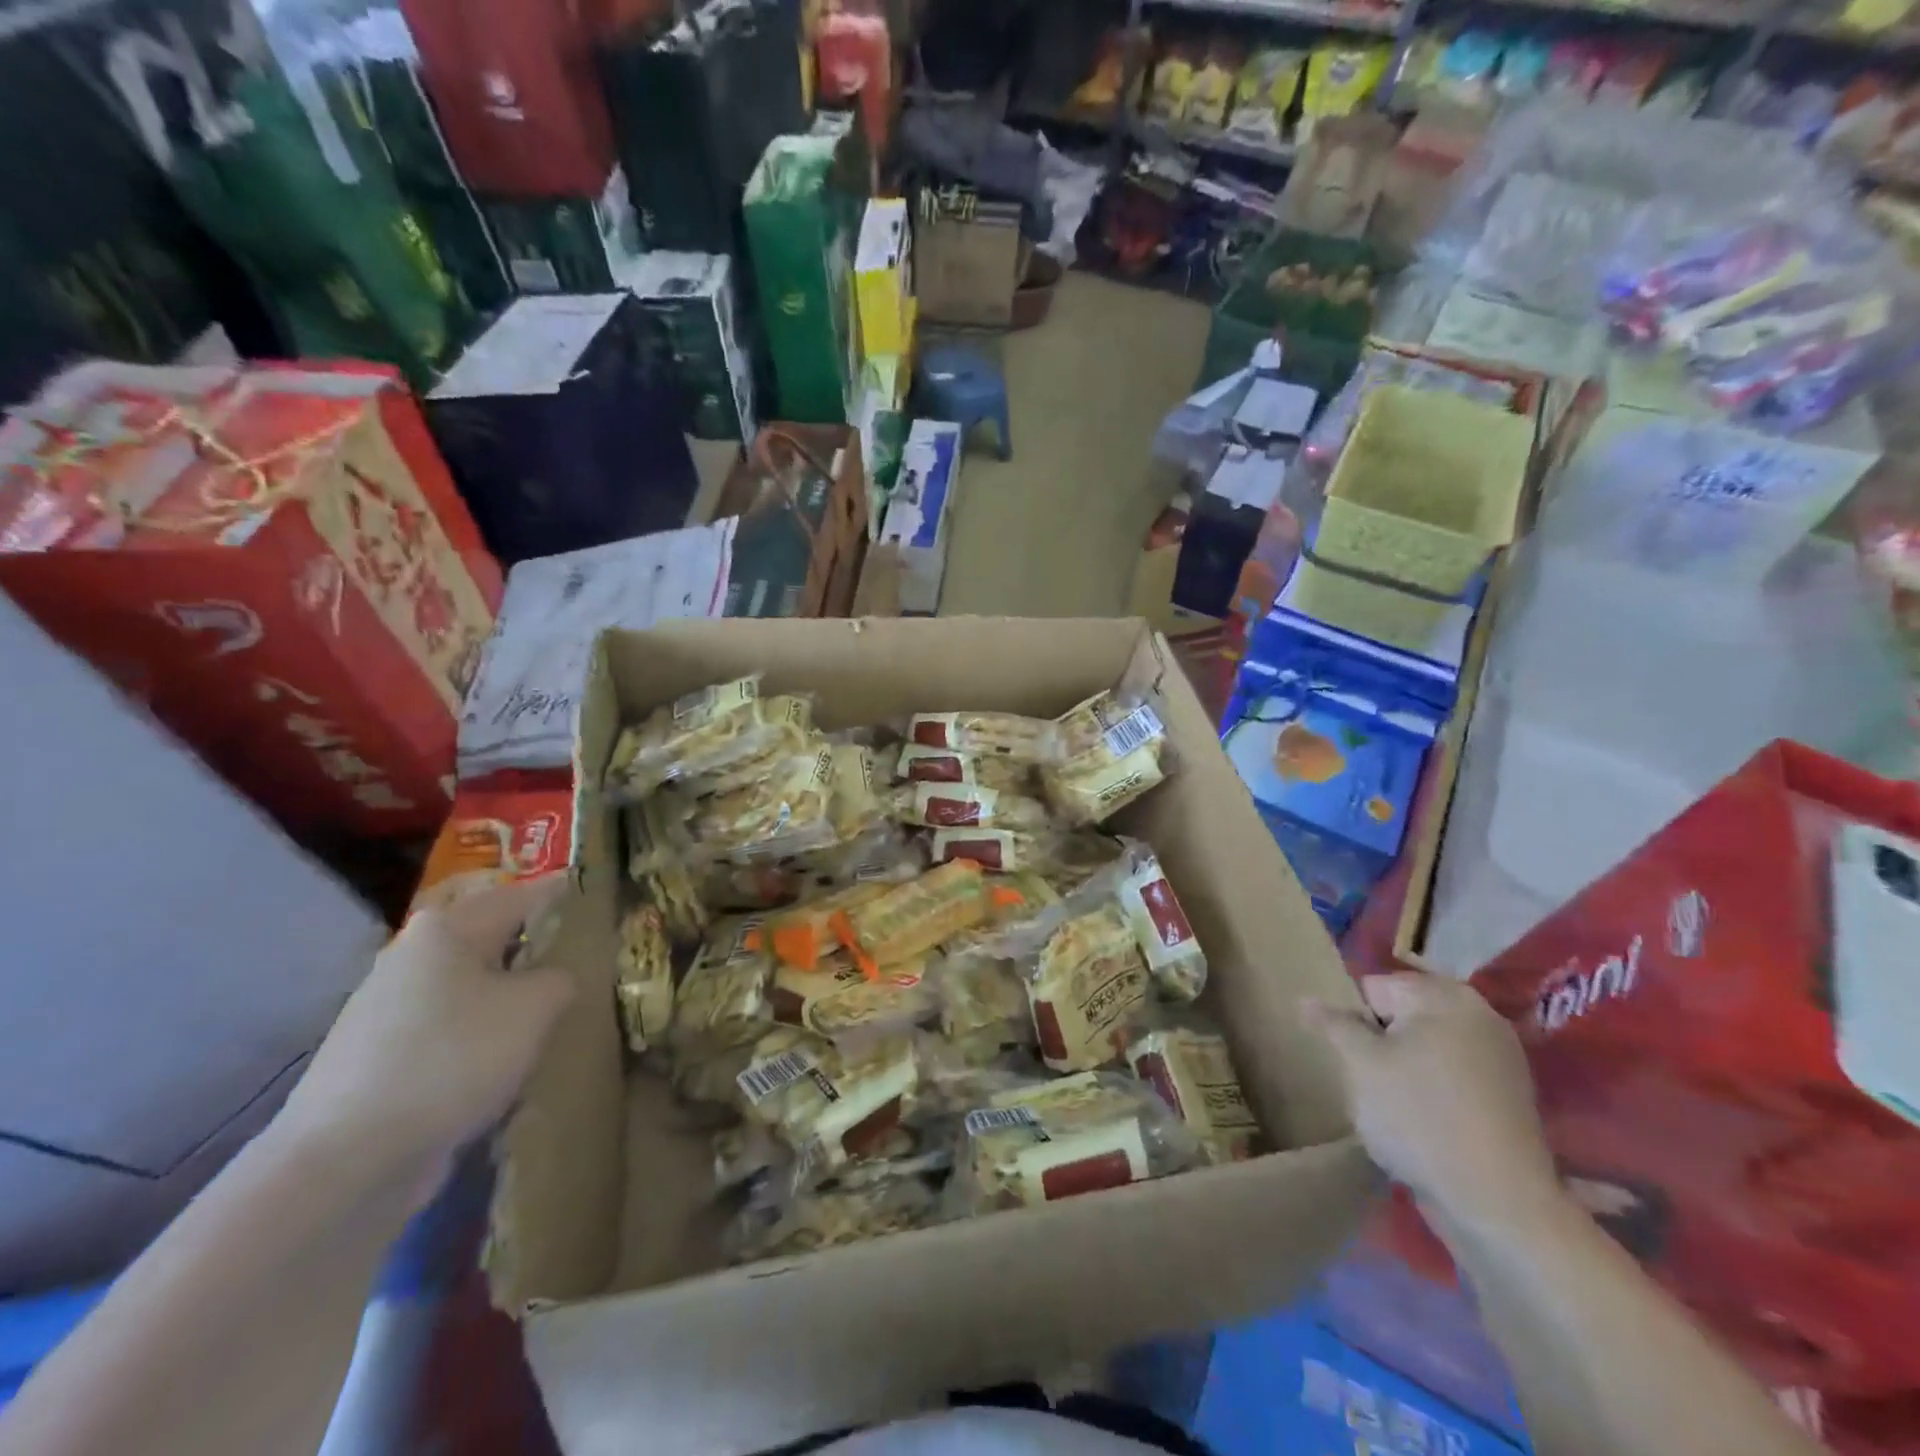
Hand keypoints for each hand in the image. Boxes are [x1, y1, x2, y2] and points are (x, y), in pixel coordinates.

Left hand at [276, 877, 574, 1191]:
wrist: (347, 1160)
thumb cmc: (453, 1058)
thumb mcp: (535, 1007)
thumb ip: (562, 978)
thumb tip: (557, 979)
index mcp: (447, 928)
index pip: (523, 895)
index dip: (566, 895)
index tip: (603, 899)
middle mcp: (412, 955)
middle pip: (493, 939)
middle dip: (538, 947)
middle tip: (590, 959)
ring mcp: (389, 1008)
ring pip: (472, 986)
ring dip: (512, 995)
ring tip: (558, 1012)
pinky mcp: (381, 1057)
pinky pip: (451, 1029)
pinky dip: (484, 1034)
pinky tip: (509, 1061)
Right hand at [1304, 973, 1562, 1230]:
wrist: (1498, 1203)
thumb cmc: (1419, 1117)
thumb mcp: (1360, 1064)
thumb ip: (1333, 1025)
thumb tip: (1306, 1000)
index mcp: (1443, 996)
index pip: (1374, 988)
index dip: (1355, 1022)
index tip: (1358, 1060)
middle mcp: (1479, 1014)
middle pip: (1402, 1014)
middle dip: (1381, 1041)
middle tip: (1375, 1081)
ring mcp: (1500, 1055)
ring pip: (1425, 1045)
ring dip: (1404, 1065)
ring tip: (1398, 1105)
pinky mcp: (1508, 1094)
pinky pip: (1451, 1072)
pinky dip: (1432, 1087)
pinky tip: (1426, 1120)